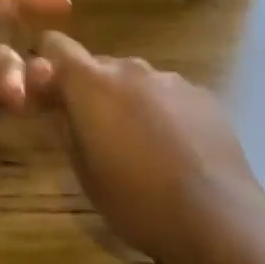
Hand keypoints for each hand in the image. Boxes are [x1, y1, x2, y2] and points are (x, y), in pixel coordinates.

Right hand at [26, 33, 264, 263]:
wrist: (216, 218)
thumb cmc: (136, 201)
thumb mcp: (84, 171)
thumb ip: (64, 125)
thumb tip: (54, 100)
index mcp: (92, 83)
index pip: (56, 45)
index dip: (48, 66)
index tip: (49, 96)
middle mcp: (131, 68)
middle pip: (99, 65)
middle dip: (91, 91)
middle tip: (96, 133)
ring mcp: (172, 80)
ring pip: (137, 81)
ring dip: (129, 101)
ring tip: (142, 147)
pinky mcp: (204, 96)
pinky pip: (170, 95)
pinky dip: (163, 112)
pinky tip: (176, 151)